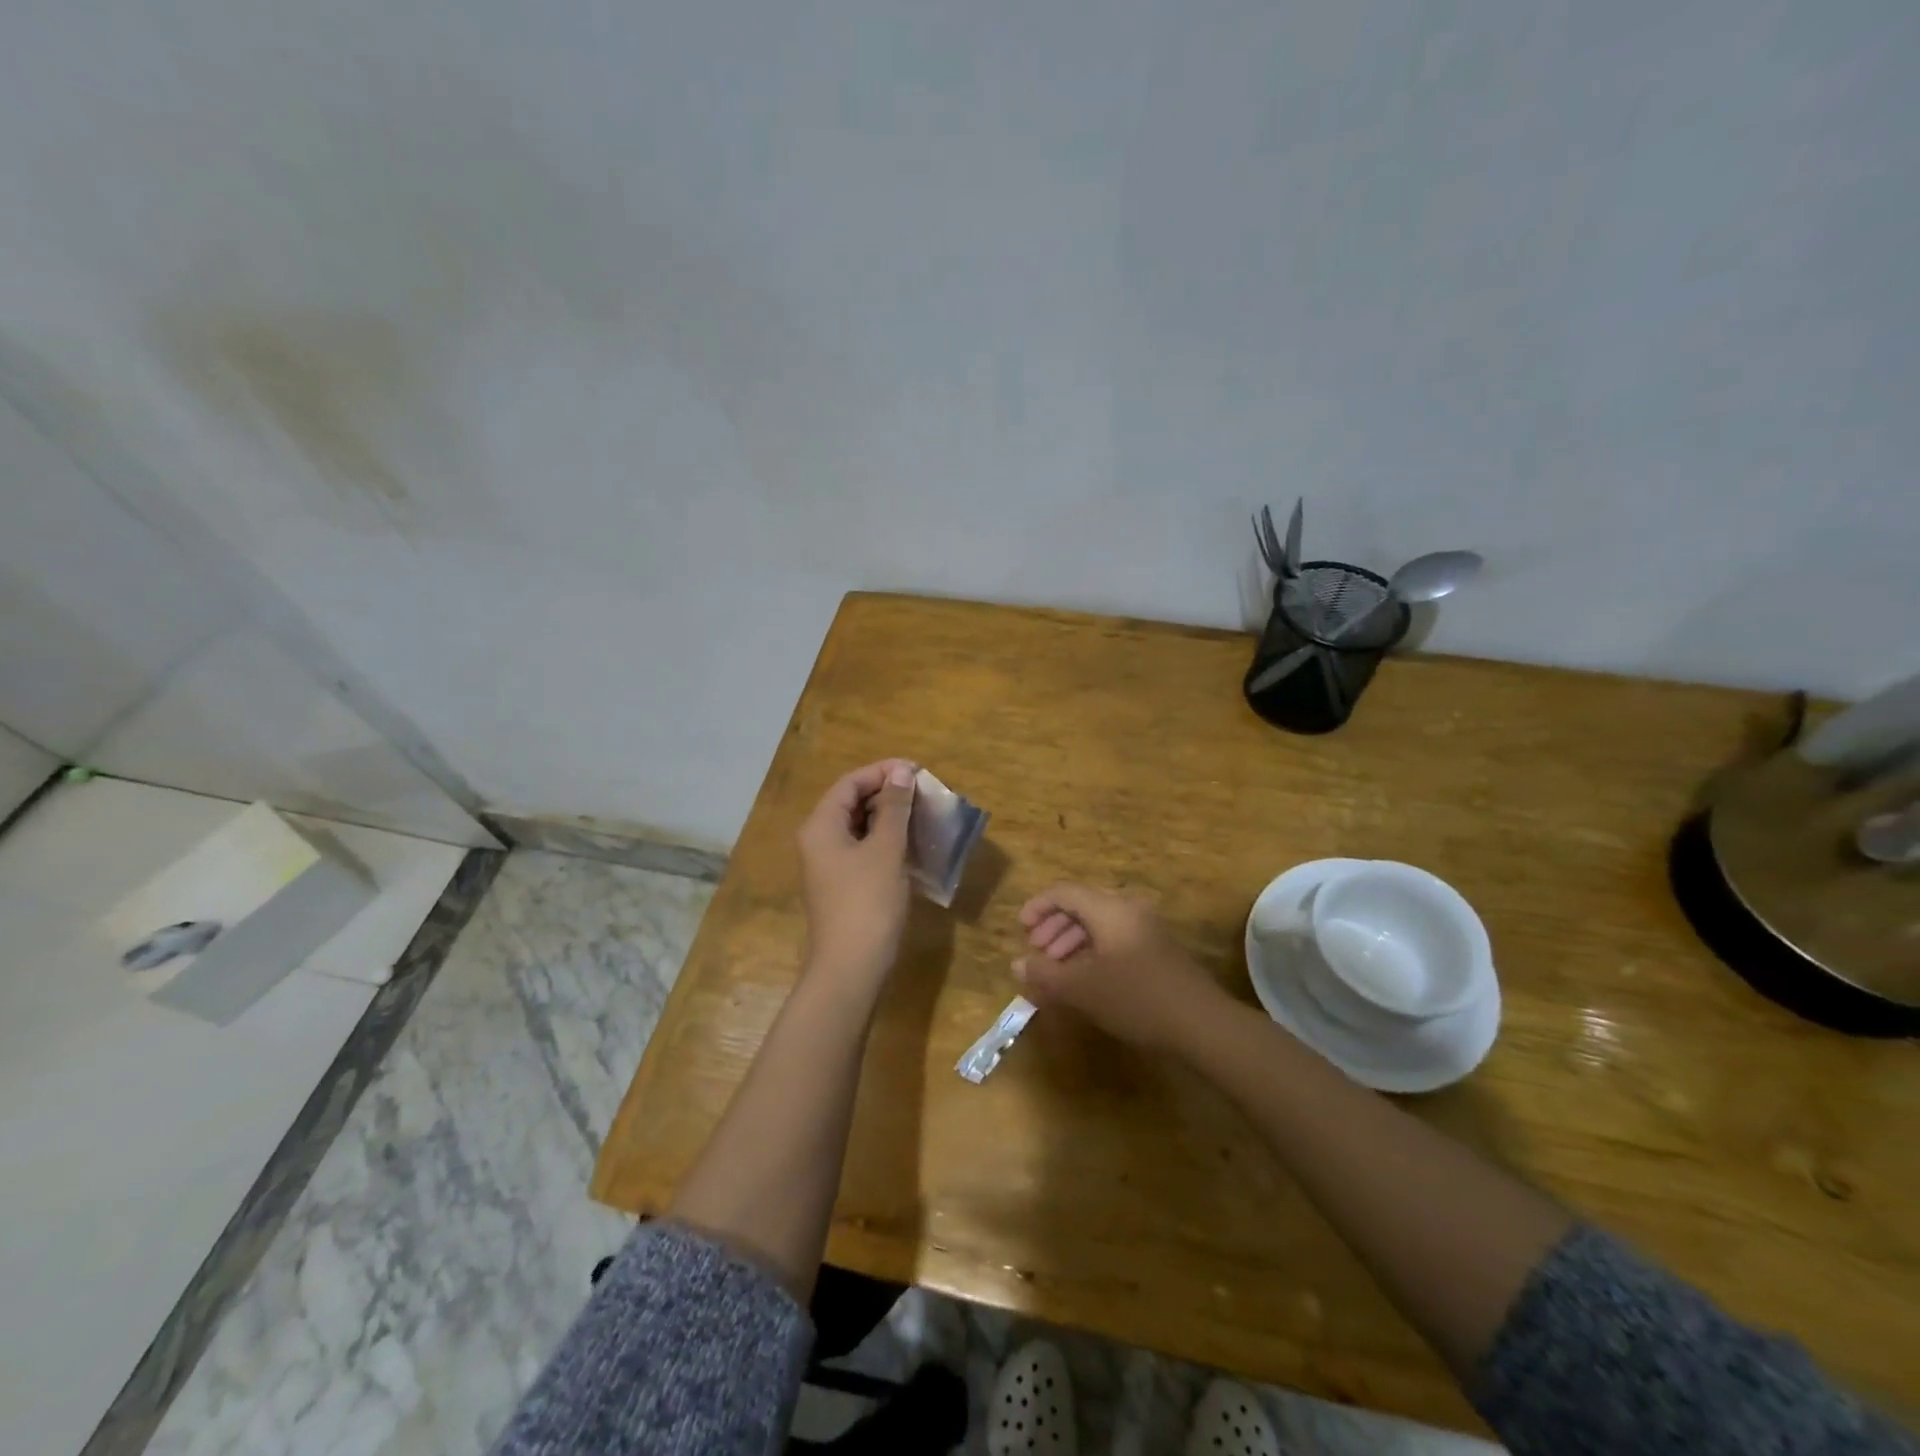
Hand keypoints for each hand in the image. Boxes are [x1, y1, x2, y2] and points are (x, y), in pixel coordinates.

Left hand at [797, 759, 916, 992]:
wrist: (851, 968)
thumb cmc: (868, 903)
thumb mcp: (886, 850)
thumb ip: (894, 808)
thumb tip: (901, 771)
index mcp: (821, 826)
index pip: (850, 783)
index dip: (882, 771)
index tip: (917, 771)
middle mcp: (819, 840)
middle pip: (852, 802)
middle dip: (887, 793)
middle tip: (924, 792)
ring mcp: (829, 865)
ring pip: (859, 827)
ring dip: (889, 817)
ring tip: (923, 814)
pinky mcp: (842, 885)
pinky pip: (863, 849)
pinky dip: (886, 840)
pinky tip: (912, 844)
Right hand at [1013, 883, 1225, 1051]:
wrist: (1201, 1023)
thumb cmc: (1136, 998)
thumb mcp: (1082, 988)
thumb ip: (1045, 974)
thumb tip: (1017, 965)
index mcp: (1109, 908)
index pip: (1064, 892)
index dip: (1038, 907)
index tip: (1021, 930)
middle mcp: (1129, 908)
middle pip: (1082, 905)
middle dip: (1054, 928)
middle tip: (1037, 954)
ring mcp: (1147, 927)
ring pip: (1099, 923)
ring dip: (1072, 942)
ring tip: (1057, 972)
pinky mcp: (1158, 948)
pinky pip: (1116, 937)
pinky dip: (1093, 951)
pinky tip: (1086, 980)